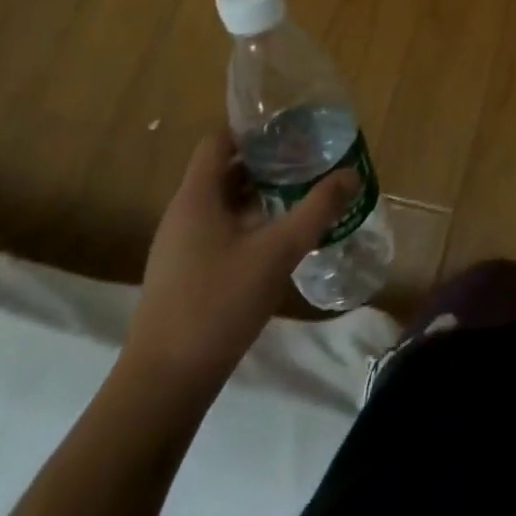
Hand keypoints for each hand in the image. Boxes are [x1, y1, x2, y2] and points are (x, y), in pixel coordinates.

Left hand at [122, 130, 356, 399]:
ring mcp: (181, 247)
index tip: (292, 129)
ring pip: (224, 202)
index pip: (219, 140)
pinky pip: (221, 230)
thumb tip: (351, 174)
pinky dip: (251, 222)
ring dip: (261, 193)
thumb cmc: (217, 305)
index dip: (253, 129)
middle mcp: (184, 214)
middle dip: (267, 161)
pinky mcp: (186, 274)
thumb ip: (316, 210)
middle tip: (309, 159)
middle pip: (224, 170)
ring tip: (303, 192)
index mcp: (196, 197)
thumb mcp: (277, 252)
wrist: (163, 386)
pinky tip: (281, 238)